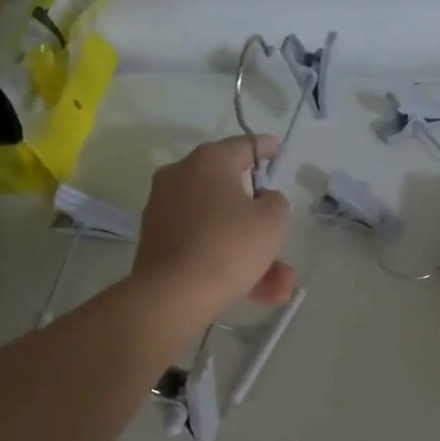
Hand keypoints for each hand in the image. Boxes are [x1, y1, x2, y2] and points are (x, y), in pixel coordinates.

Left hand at [132, 135, 296, 317]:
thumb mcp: (272, 221)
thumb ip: (275, 202)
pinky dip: (227, 262)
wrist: (172, 294)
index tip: (278, 151)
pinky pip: (202, 244)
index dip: (266, 148)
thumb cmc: (228, 247)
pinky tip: (258, 292)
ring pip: (219, 227)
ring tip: (281, 286)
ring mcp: (165, 210)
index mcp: (208, 161)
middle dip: (261, 222)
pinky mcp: (158, 242)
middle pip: (231, 193)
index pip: (244, 146)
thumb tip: (261, 200)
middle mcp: (181, 177)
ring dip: (251, 253)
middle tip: (281, 235)